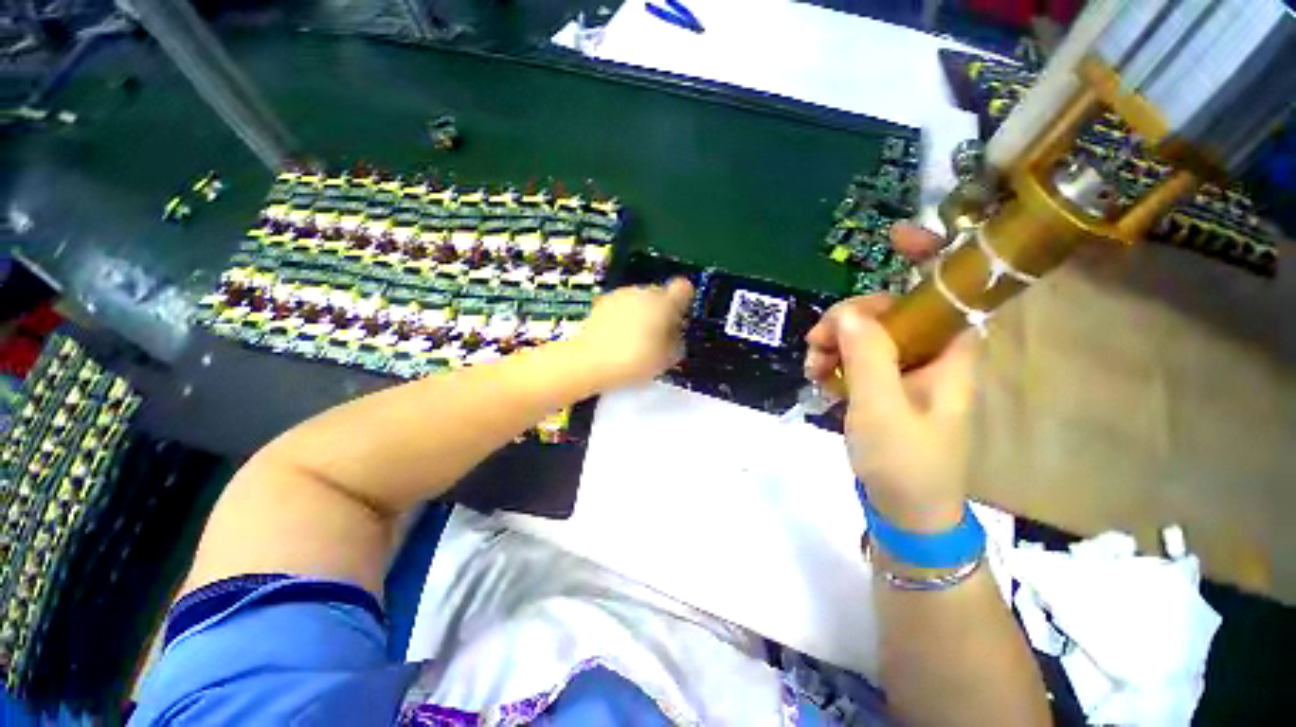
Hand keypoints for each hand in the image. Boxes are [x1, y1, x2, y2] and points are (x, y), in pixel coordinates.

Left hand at [573, 277, 693, 390]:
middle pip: (661, 294)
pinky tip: (618, 335)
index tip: (679, 317)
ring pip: (640, 298)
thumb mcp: (666, 359)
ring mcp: (621, 295)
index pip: (684, 288)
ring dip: (642, 312)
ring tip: (635, 338)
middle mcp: (643, 293)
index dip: (684, 301)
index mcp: (664, 304)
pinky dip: (624, 315)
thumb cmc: (633, 361)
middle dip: (662, 310)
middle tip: (658, 334)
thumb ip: (677, 342)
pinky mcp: (603, 301)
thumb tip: (676, 335)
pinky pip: (622, 304)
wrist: (591, 362)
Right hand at [804, 223, 976, 531]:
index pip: (947, 292)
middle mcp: (931, 356)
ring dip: (835, 343)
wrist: (905, 512)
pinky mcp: (884, 387)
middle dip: (849, 319)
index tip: (893, 237)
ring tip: (812, 367)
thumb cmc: (905, 465)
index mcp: (950, 355)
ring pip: (868, 335)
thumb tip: (847, 315)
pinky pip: (858, 358)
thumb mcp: (882, 410)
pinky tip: (818, 377)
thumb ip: (868, 359)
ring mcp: (905, 372)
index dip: (928, 257)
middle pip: (891, 312)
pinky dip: (835, 362)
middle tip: (817, 343)